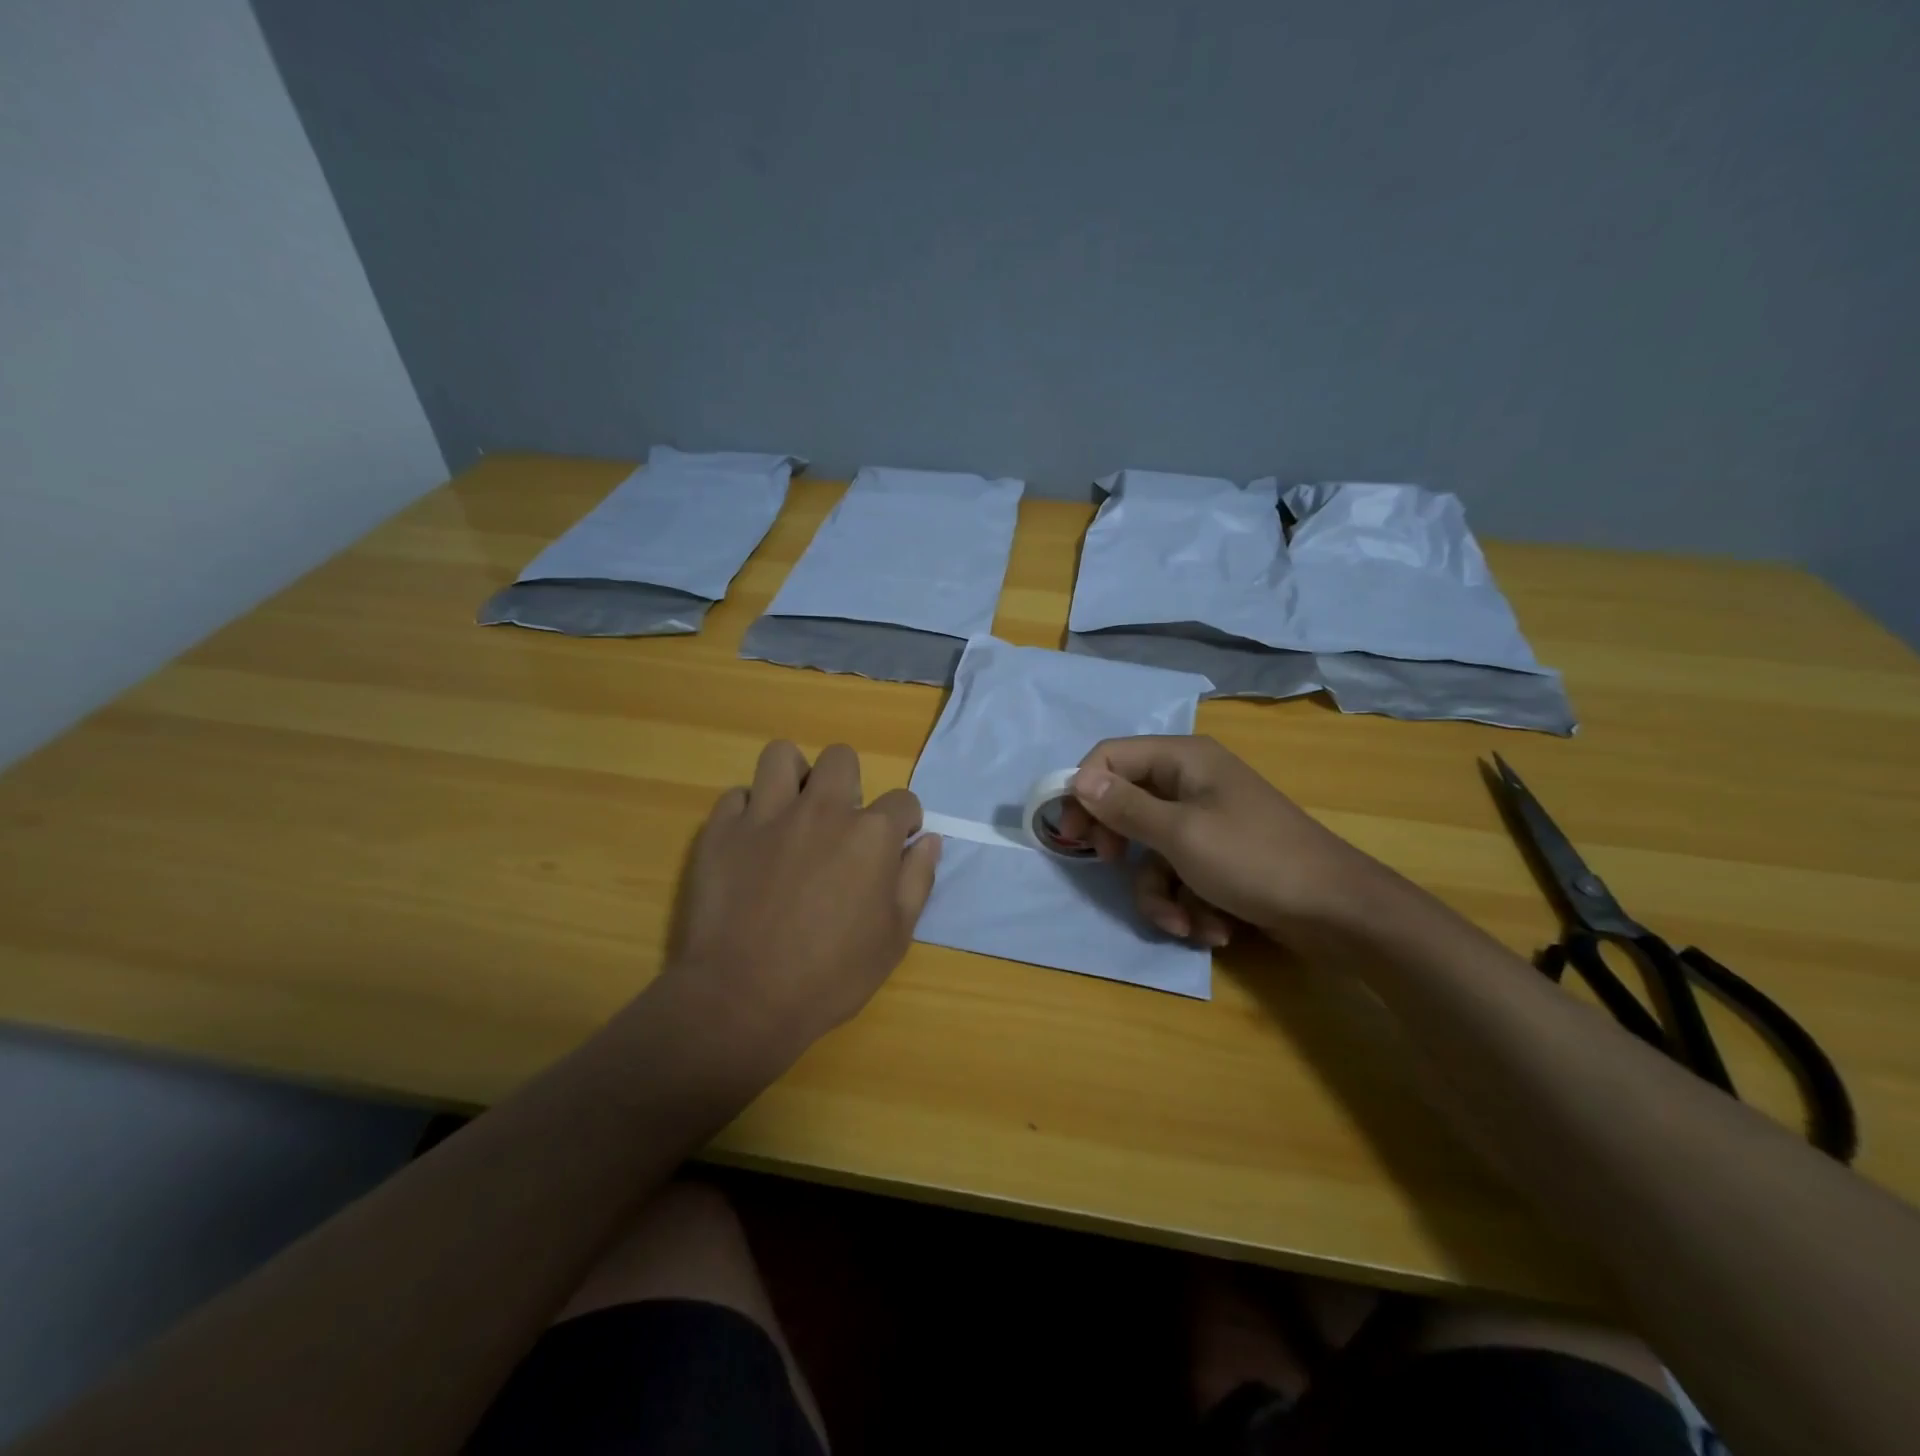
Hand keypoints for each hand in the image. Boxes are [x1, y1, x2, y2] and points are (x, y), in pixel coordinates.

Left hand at [661, 740, 940, 1058]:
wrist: (743, 999)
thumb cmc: (830, 976)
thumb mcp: (894, 938)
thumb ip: (917, 880)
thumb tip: (930, 841)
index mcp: (871, 834)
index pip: (903, 801)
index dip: (905, 822)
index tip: (896, 845)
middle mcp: (822, 810)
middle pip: (841, 758)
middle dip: (848, 783)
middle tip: (840, 823)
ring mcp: (767, 816)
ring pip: (781, 757)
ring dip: (793, 777)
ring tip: (792, 810)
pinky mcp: (722, 831)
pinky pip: (736, 796)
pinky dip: (747, 812)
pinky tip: (751, 842)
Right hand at [1055, 735, 1378, 946]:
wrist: (1338, 913)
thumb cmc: (1254, 860)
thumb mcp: (1179, 834)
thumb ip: (1124, 807)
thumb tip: (1078, 779)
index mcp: (1184, 760)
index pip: (1111, 757)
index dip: (1084, 791)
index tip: (1071, 832)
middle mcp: (1192, 783)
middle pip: (1127, 805)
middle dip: (1123, 848)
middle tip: (1112, 866)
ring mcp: (1208, 823)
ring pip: (1152, 852)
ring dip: (1160, 894)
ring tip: (1184, 922)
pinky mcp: (1220, 858)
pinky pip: (1181, 875)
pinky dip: (1189, 904)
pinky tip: (1211, 927)